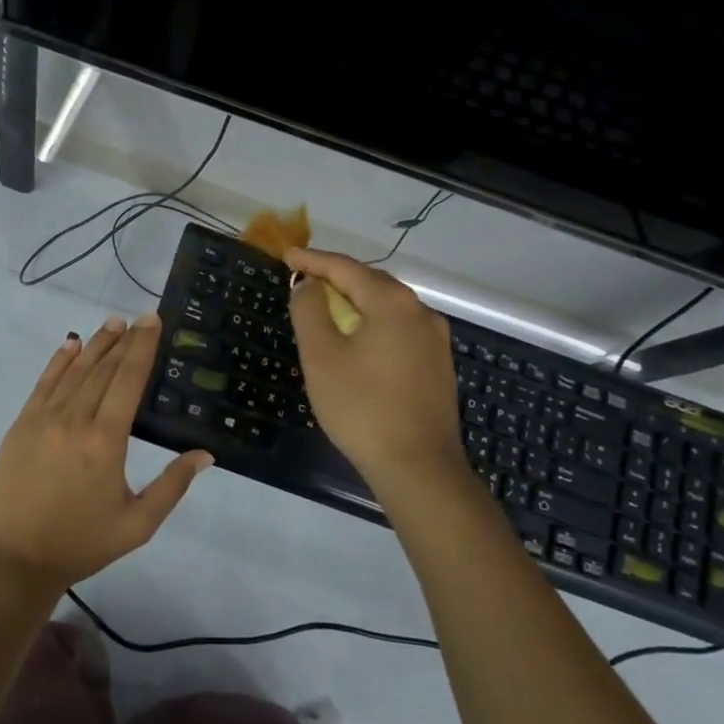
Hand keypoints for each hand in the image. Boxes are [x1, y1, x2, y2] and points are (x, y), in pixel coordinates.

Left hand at [0, 315, 212, 598]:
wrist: (14, 561)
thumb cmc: (81, 544)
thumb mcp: (137, 524)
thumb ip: (172, 486)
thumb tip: (205, 454)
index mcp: (105, 440)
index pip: (128, 380)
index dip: (142, 348)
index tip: (152, 321)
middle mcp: (74, 419)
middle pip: (103, 369)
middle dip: (124, 341)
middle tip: (139, 319)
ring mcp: (43, 419)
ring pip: (74, 371)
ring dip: (96, 345)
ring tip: (113, 324)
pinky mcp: (21, 425)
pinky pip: (43, 384)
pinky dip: (59, 361)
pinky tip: (71, 345)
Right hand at [286, 247, 471, 500]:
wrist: (418, 468)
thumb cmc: (362, 407)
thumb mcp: (321, 356)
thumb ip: (309, 311)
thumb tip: (308, 285)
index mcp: (392, 303)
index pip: (346, 268)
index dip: (313, 260)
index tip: (286, 256)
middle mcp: (420, 312)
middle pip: (371, 282)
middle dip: (336, 277)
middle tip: (303, 278)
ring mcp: (434, 340)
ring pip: (387, 306)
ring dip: (355, 300)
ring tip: (325, 305)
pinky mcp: (437, 365)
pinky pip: (398, 328)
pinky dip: (372, 322)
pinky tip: (356, 338)